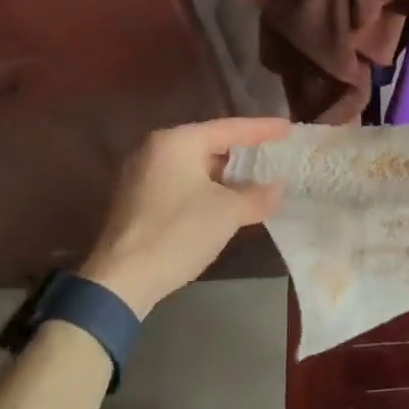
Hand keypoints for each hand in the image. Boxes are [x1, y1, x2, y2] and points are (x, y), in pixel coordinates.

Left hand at [79, 116, 288, 317]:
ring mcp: (141, 173)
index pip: (229, 128)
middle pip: (209, 143)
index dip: (262, 129)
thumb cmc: (178, 233)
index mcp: (177, 141)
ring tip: (254, 178)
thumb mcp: (228, 213)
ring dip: (224, 174)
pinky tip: (224, 200)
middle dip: (242, 151)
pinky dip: (205, 187)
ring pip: (194, 165)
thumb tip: (277, 189)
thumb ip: (257, 196)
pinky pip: (180, 181)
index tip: (287, 128)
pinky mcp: (136, 198)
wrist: (121, 280)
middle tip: (272, 152)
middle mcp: (155, 148)